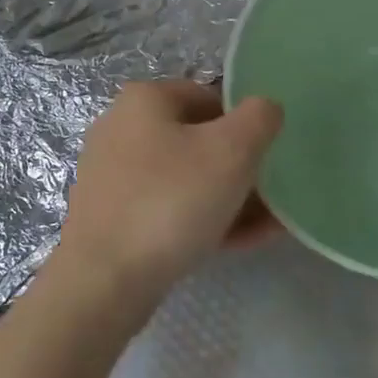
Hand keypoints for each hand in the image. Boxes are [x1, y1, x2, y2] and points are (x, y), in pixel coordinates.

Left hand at [52, 80, 282, 325]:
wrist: (104, 280)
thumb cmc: (171, 201)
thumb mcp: (232, 151)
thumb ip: (259, 118)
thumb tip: (265, 108)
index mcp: (144, 100)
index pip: (210, 97)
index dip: (246, 125)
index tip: (268, 158)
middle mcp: (121, 129)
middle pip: (198, 141)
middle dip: (241, 168)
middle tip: (273, 196)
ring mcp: (112, 175)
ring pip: (186, 179)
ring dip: (229, 198)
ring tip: (268, 226)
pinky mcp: (111, 216)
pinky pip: (167, 209)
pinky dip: (201, 219)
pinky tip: (237, 242)